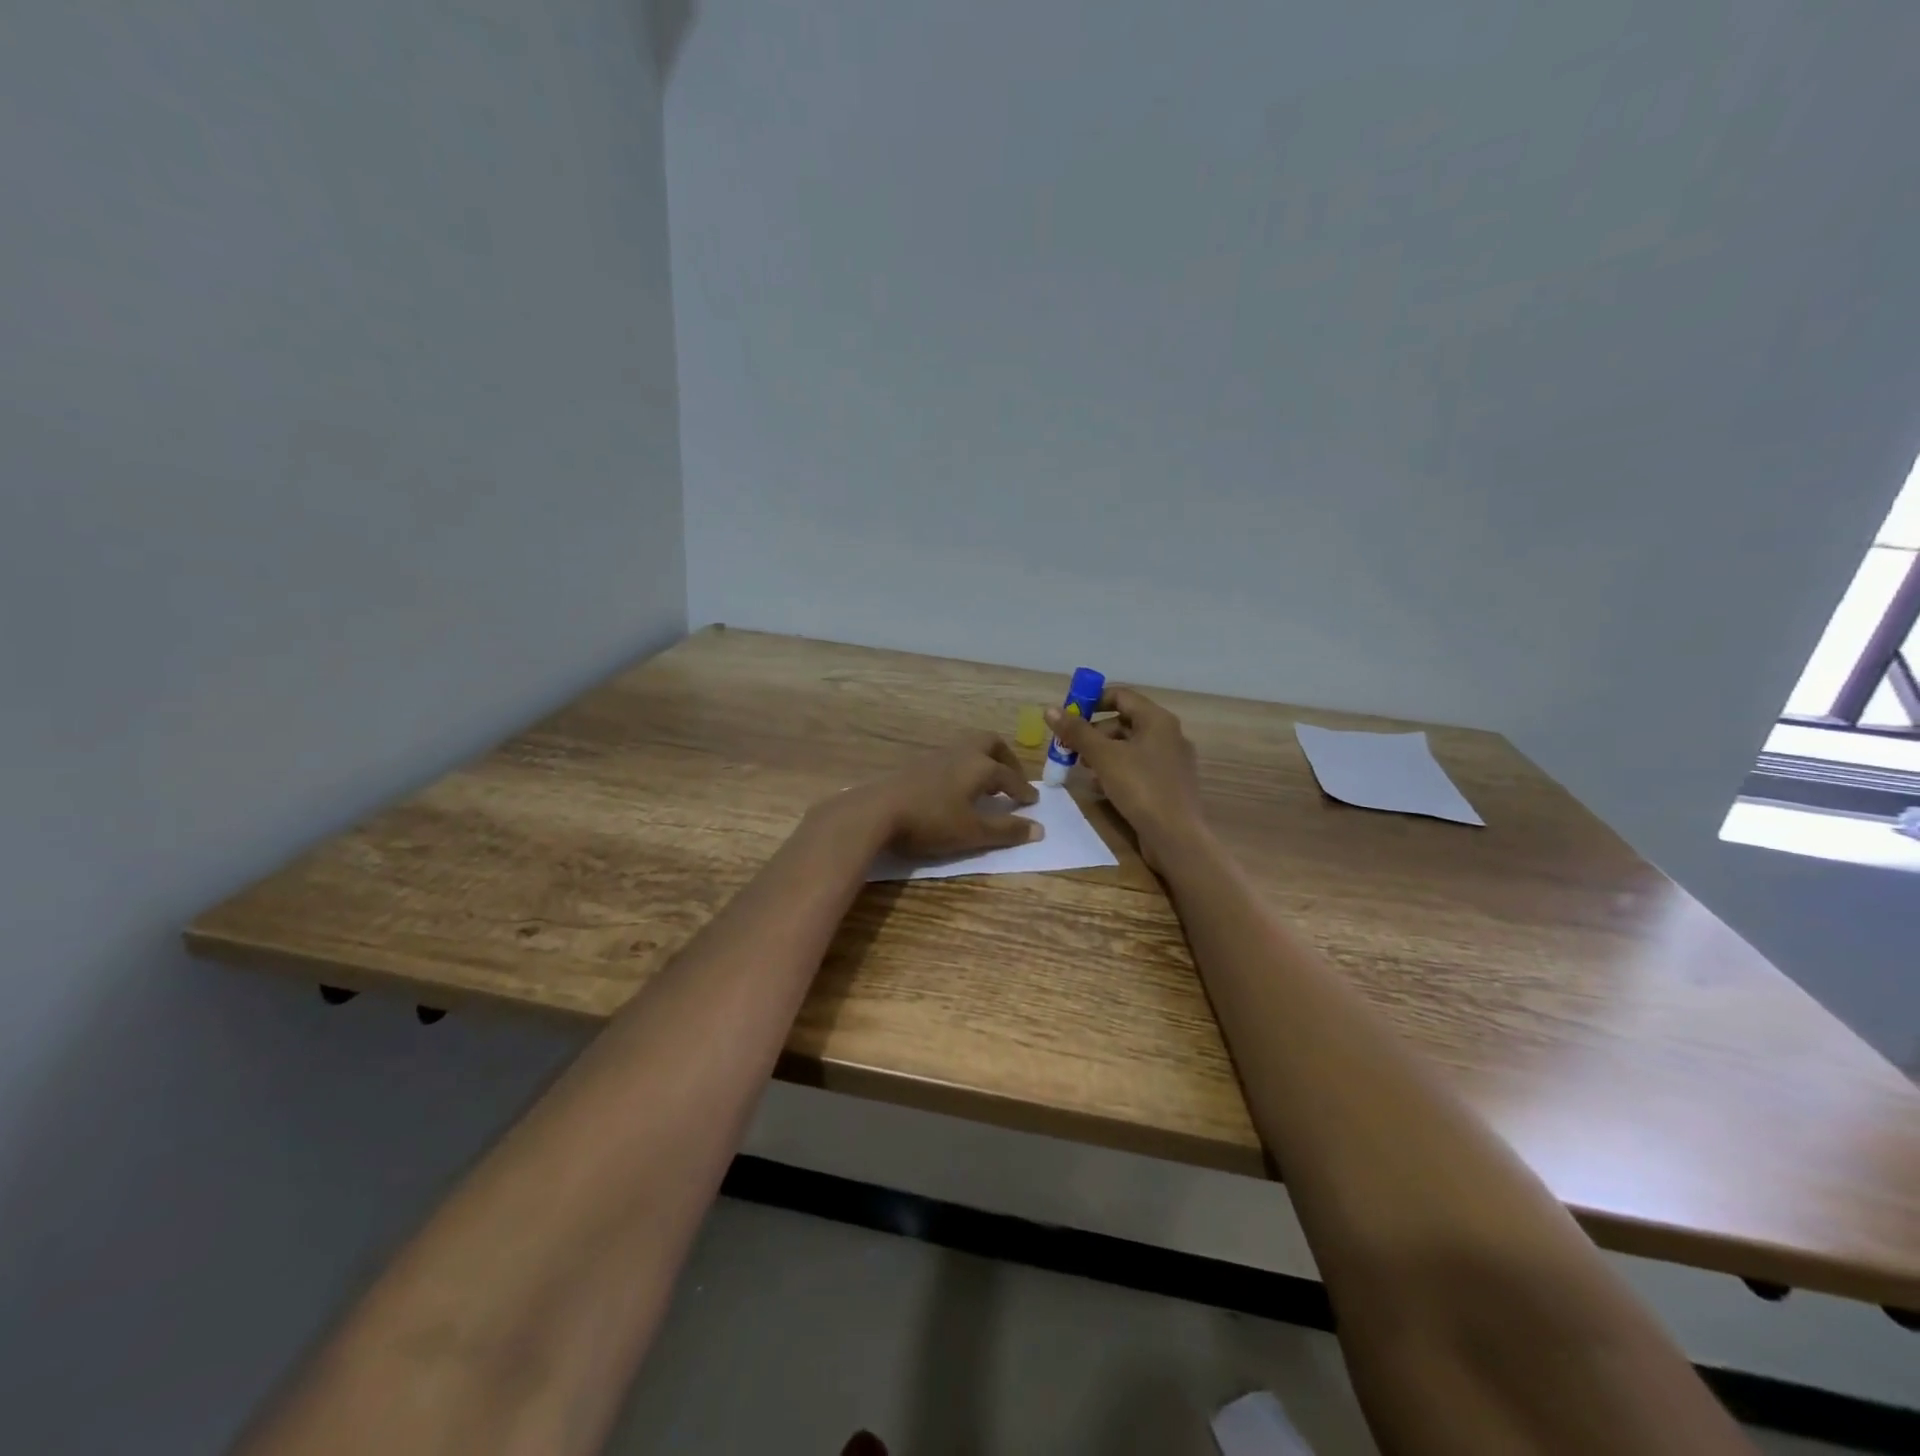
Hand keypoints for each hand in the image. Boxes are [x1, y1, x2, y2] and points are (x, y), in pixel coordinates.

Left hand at [833, 734, 1042, 858]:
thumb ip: (1006, 831)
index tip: (1032, 801)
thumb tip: (1039, 829)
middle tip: (1011, 781)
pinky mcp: (917, 764)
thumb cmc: (932, 821)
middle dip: (1006, 760)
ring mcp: (936, 755)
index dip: (1023, 790)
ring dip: (983, 763)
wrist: (877, 811)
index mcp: (980, 766)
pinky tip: (955, 790)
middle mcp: (961, 753)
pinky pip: (950, 758)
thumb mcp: (973, 832)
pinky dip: (963, 769)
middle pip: (990, 743)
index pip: (1009, 776)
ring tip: (985, 788)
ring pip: (968, 749)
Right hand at [1046, 688, 1202, 867]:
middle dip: (1094, 732)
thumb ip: (1077, 732)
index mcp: (1157, 720)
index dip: (1092, 701)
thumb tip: (1050, 710)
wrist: (1176, 837)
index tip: (1068, 716)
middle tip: (1070, 747)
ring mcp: (1171, 761)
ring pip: (1130, 747)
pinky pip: (1138, 767)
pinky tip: (1100, 786)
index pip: (1121, 695)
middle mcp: (1168, 735)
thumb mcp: (1103, 757)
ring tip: (1082, 768)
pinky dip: (1117, 770)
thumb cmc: (1141, 788)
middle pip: (1124, 722)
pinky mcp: (1169, 784)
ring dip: (1103, 752)